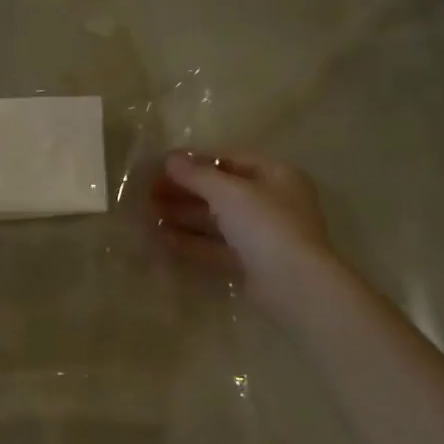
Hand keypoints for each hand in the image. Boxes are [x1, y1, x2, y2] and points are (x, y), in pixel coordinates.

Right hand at [151, 150, 332, 312]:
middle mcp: (273, 202)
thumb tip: (170, 158)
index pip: (232, 159)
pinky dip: (192, 240)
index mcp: (277, 176)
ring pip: (218, 220)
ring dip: (185, 215)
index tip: (163, 166)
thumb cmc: (266, 225)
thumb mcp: (229, 192)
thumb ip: (197, 175)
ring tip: (150, 214)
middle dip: (186, 190)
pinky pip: (217, 246)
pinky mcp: (251, 263)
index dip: (197, 161)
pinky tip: (163, 238)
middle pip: (222, 191)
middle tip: (150, 192)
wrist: (293, 285)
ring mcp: (263, 235)